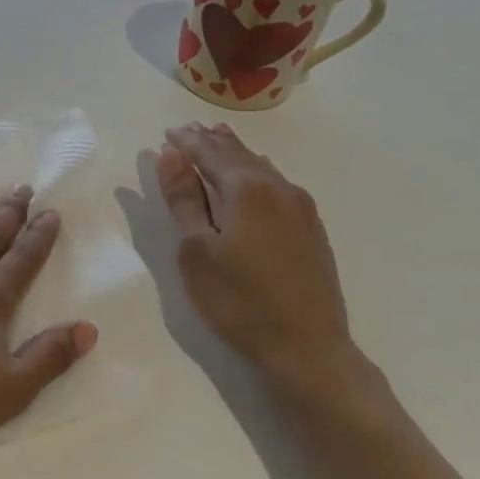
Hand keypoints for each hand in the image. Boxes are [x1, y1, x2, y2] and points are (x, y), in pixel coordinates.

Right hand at [156, 123, 361, 391]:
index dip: (186, 142)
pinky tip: (251, 178)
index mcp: (246, 189)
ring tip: (216, 143)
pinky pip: (276, 183)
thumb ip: (183, 200)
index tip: (167, 134)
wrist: (307, 347)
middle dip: (210, 141)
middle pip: (238, 153)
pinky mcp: (312, 228)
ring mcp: (300, 207)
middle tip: (188, 131)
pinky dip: (254, 172)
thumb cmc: (239, 301)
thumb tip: (170, 155)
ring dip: (234, 154)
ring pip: (261, 166)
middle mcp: (278, 187)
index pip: (209, 152)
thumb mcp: (196, 251)